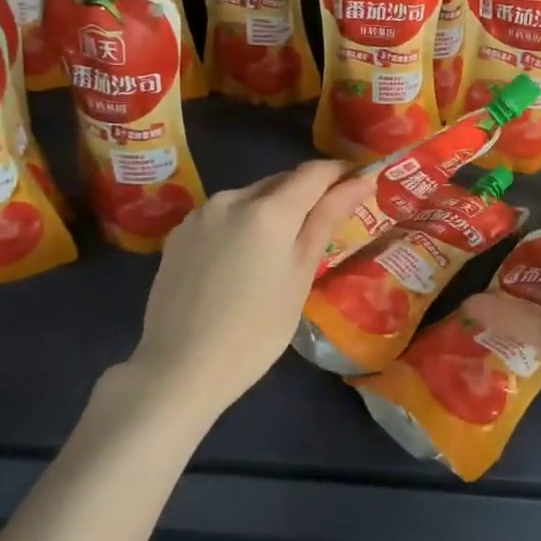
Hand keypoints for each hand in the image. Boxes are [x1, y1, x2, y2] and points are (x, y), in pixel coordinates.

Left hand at [99, 161, 374, 414]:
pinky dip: (244, 223)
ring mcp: (201, 213)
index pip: (314, 172)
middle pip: (281, 181)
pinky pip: (224, 214)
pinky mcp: (180, 232)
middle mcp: (233, 197)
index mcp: (269, 209)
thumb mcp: (301, 276)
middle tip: (328, 220)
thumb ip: (327, 220)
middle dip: (308, 192)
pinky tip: (244, 258)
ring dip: (274, 208)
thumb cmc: (257, 330)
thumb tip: (360, 182)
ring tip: (284, 245)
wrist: (180, 368)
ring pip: (251, 196)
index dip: (341, 172)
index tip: (360, 182)